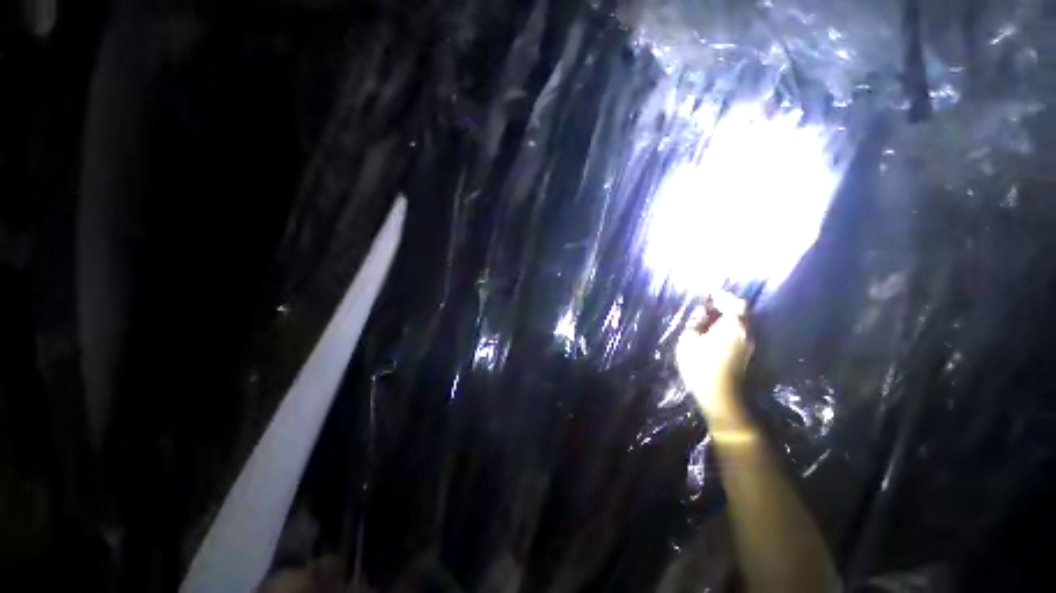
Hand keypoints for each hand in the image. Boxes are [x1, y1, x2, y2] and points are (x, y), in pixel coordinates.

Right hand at [676, 293, 750, 423]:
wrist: (719, 397)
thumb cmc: (700, 366)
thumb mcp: (688, 341)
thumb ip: (695, 322)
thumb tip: (702, 311)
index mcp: (733, 326)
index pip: (734, 302)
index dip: (722, 295)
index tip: (708, 293)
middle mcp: (745, 332)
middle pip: (741, 311)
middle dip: (725, 304)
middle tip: (707, 304)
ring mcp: (748, 344)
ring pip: (740, 321)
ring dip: (726, 315)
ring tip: (707, 317)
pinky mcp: (745, 353)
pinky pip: (738, 331)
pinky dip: (728, 325)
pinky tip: (713, 331)